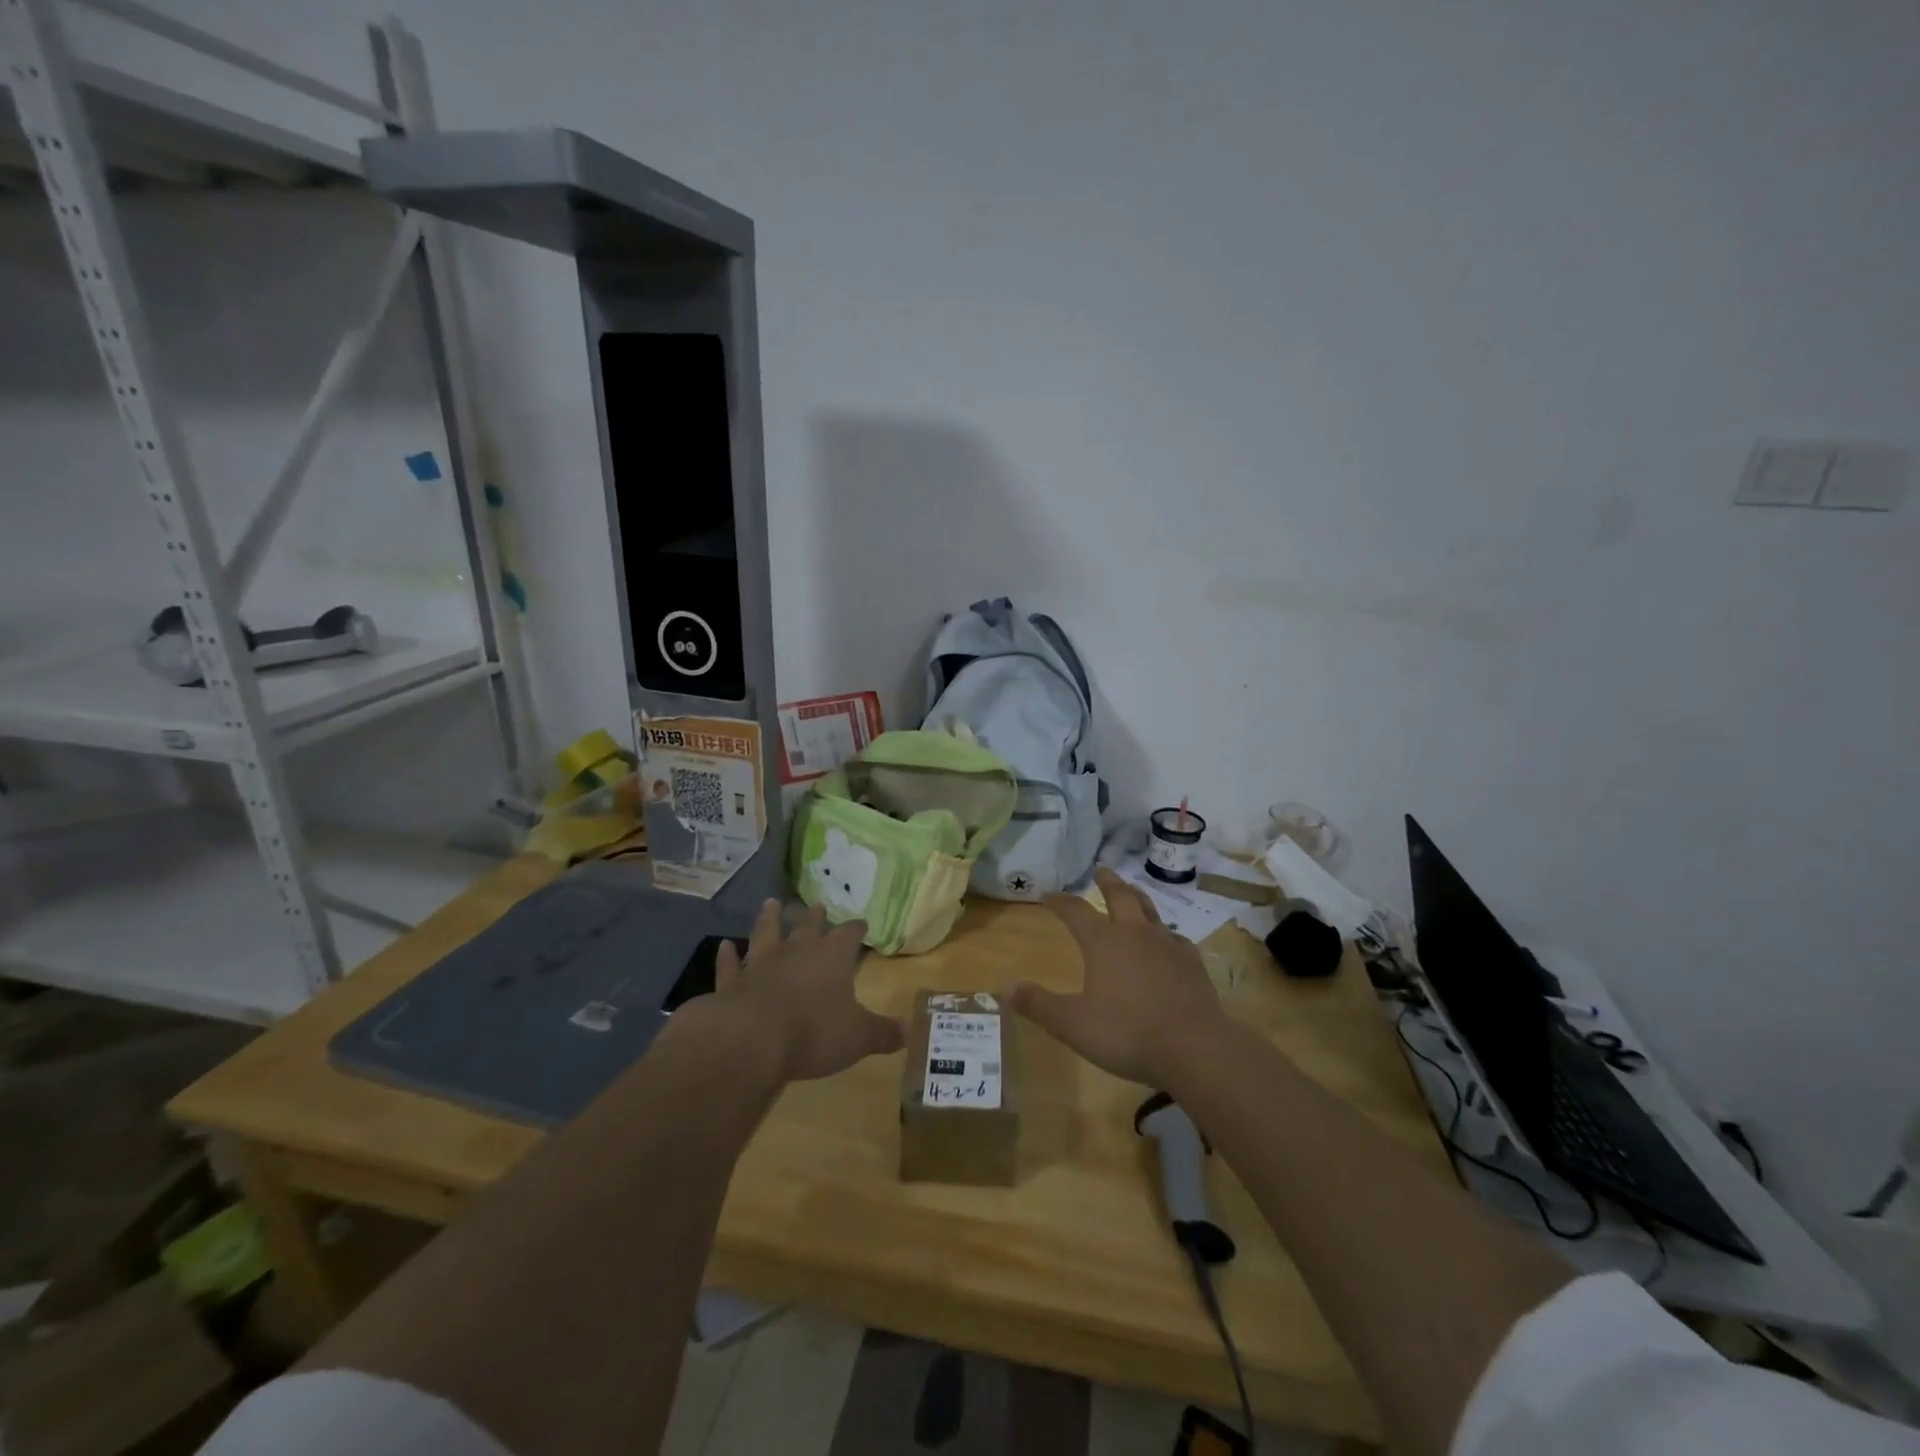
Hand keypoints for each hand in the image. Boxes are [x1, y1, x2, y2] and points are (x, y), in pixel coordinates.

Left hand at [713, 900, 904, 1081]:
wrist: (751, 1039)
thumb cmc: (813, 1032)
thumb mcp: (858, 1037)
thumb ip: (883, 1033)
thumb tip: (908, 1032)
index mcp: (832, 957)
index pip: (849, 935)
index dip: (856, 929)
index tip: (862, 923)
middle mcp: (797, 951)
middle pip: (808, 927)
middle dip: (815, 917)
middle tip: (818, 905)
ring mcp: (761, 963)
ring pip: (767, 933)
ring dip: (769, 919)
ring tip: (771, 903)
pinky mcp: (732, 982)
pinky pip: (731, 964)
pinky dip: (728, 955)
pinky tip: (725, 945)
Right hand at [1010, 866, 1228, 1086]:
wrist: (1194, 1047)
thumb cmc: (1126, 1033)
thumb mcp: (1072, 1024)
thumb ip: (1039, 1005)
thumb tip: (1006, 988)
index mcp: (1103, 942)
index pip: (1076, 912)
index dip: (1060, 902)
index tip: (1049, 894)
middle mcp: (1135, 934)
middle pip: (1120, 897)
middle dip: (1107, 882)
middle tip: (1100, 870)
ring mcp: (1168, 946)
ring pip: (1151, 912)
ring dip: (1138, 899)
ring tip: (1133, 893)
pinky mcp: (1192, 964)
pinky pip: (1177, 939)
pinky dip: (1167, 935)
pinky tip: (1169, 941)